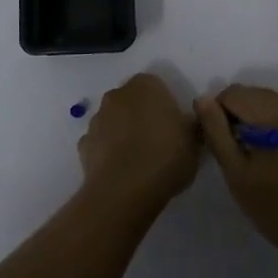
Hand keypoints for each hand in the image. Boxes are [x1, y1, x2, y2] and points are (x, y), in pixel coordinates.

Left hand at [78, 72, 200, 215]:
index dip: (166, 106)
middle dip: (142, 116)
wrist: (124, 191)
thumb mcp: (194, 141)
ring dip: (123, 133)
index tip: (175, 127)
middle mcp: (118, 94)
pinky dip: (108, 152)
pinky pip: (100, 143)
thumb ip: (191, 124)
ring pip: (114, 121)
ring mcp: (97, 119)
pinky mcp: (83, 145)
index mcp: (146, 85)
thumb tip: (189, 120)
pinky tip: (121, 171)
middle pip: (133, 101)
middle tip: (159, 141)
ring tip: (139, 160)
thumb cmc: (165, 156)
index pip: (157, 86)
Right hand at [196, 84, 277, 265]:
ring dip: (257, 120)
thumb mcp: (238, 175)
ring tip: (256, 156)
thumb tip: (202, 99)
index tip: (220, 143)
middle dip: (238, 115)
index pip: (232, 93)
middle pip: (253, 94)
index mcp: (272, 112)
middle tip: (236, 152)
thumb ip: (217, 133)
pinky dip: (277, 125)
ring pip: (271, 102)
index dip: (218, 114)